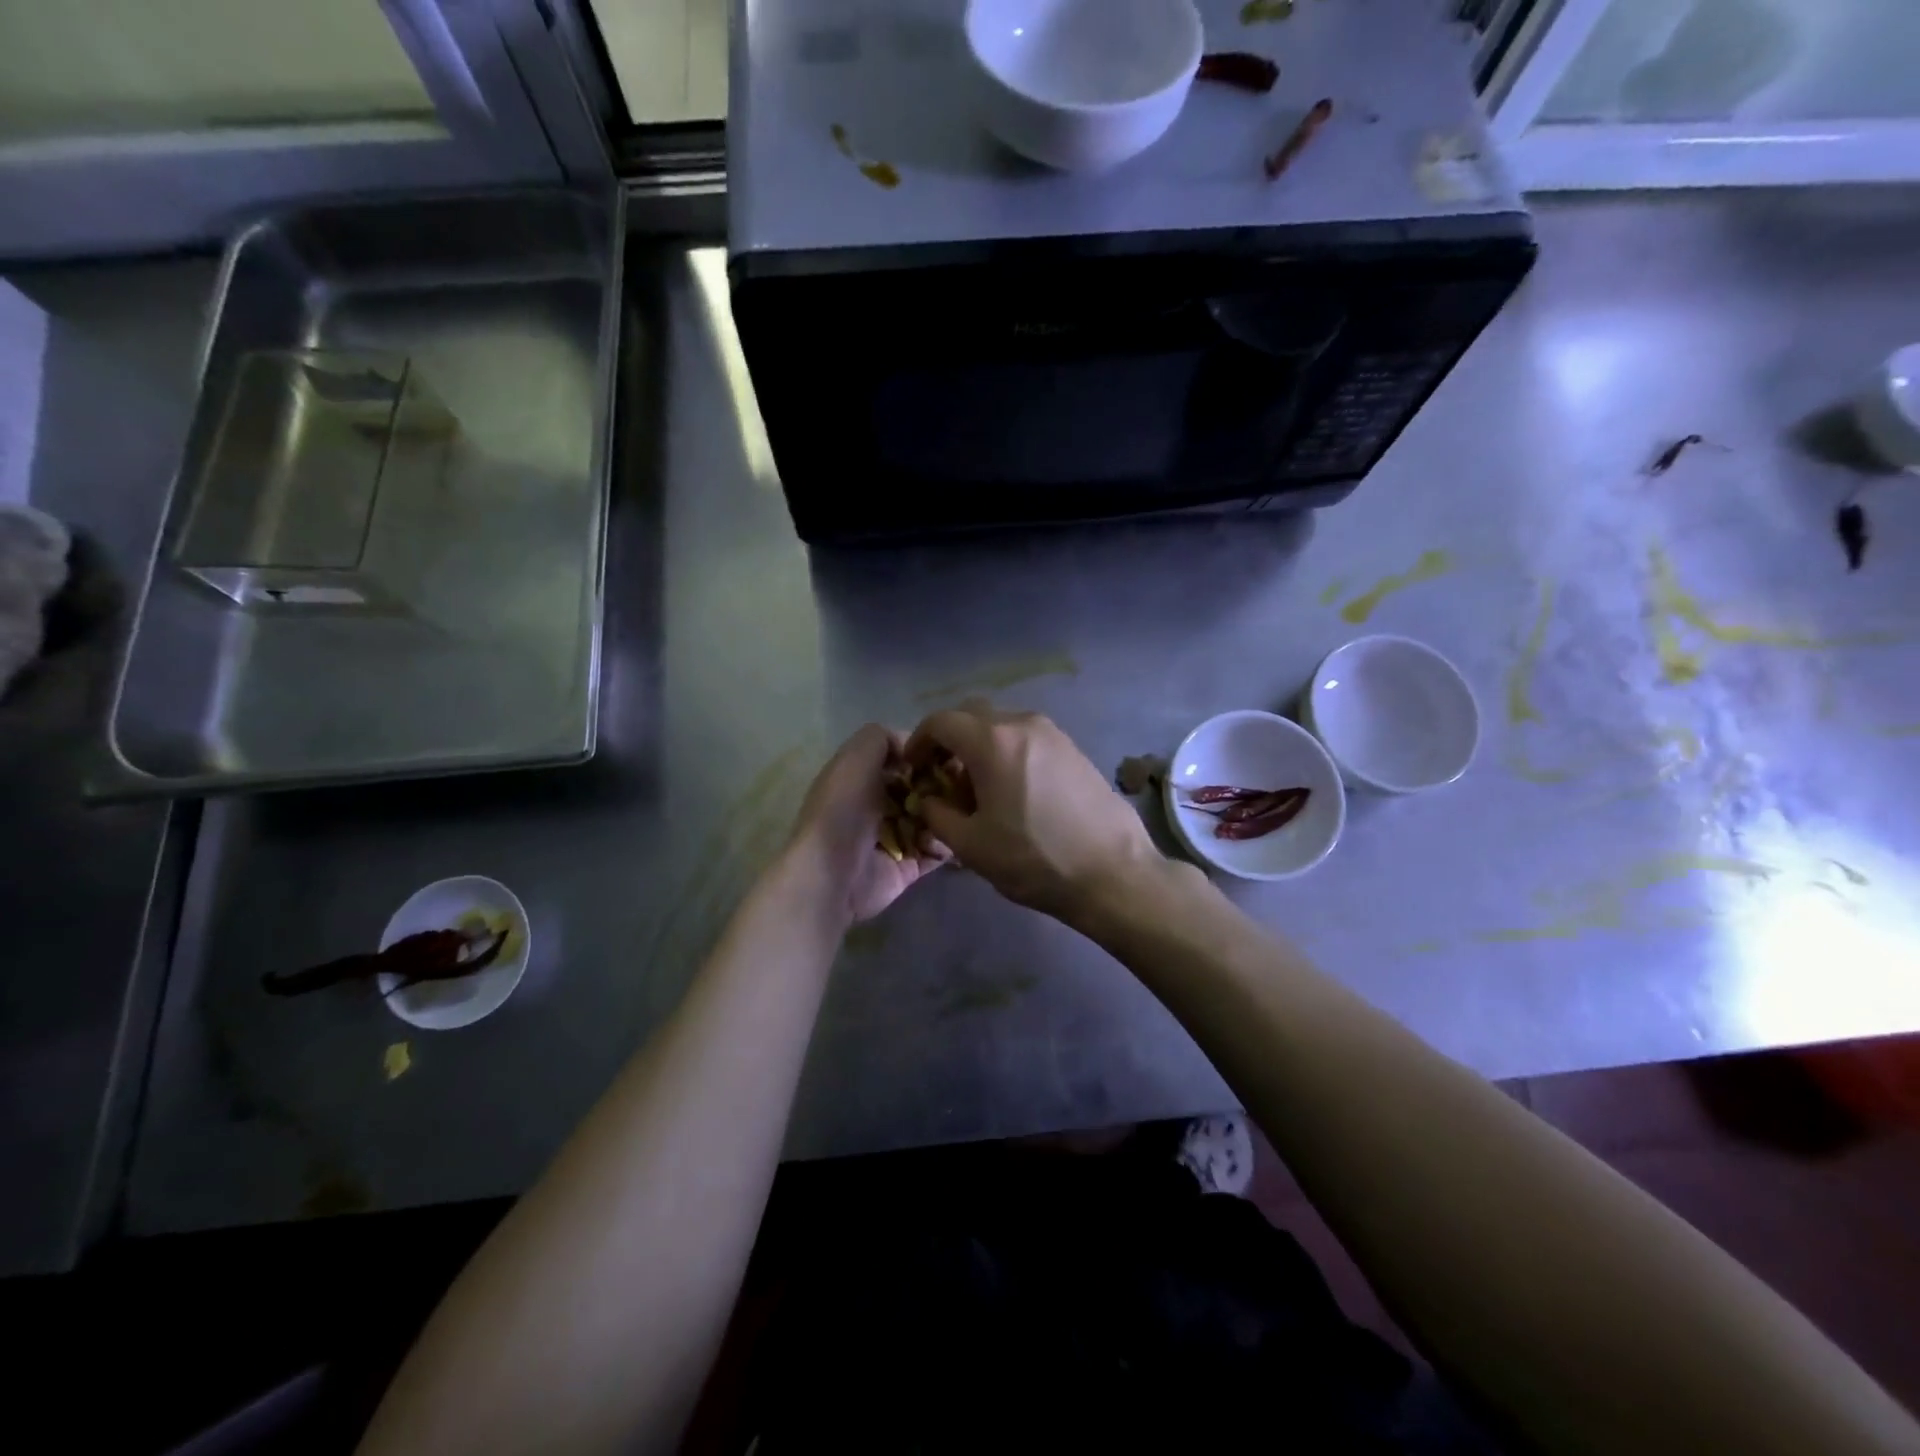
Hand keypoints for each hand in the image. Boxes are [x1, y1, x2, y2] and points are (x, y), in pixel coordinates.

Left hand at [789, 723, 945, 926]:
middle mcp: (878, 805)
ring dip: (950, 815)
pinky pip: (936, 852)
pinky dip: (948, 845)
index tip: (953, 753)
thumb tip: (911, 745)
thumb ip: (881, 737)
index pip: (902, 759)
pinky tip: (954, 838)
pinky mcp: (907, 867)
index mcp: (862, 777)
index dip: (926, 754)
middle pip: (922, 788)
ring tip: (964, 812)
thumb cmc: (843, 810)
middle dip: (945, 785)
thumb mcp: (856, 757)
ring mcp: (894, 838)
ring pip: (934, 819)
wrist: (832, 874)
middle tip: (969, 784)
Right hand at [904, 699, 1160, 923]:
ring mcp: (1053, 734)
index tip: (913, 767)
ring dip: (979, 747)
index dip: (919, 741)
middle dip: (949, 740)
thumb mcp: (970, 845)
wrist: (1112, 872)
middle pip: (971, 716)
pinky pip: (1026, 739)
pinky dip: (1007, 753)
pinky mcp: (1073, 749)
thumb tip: (927, 799)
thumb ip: (936, 814)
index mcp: (993, 741)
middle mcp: (1023, 724)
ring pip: (1002, 726)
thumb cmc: (1034, 859)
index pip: (941, 721)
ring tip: (977, 788)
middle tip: (940, 775)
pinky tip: (1011, 790)